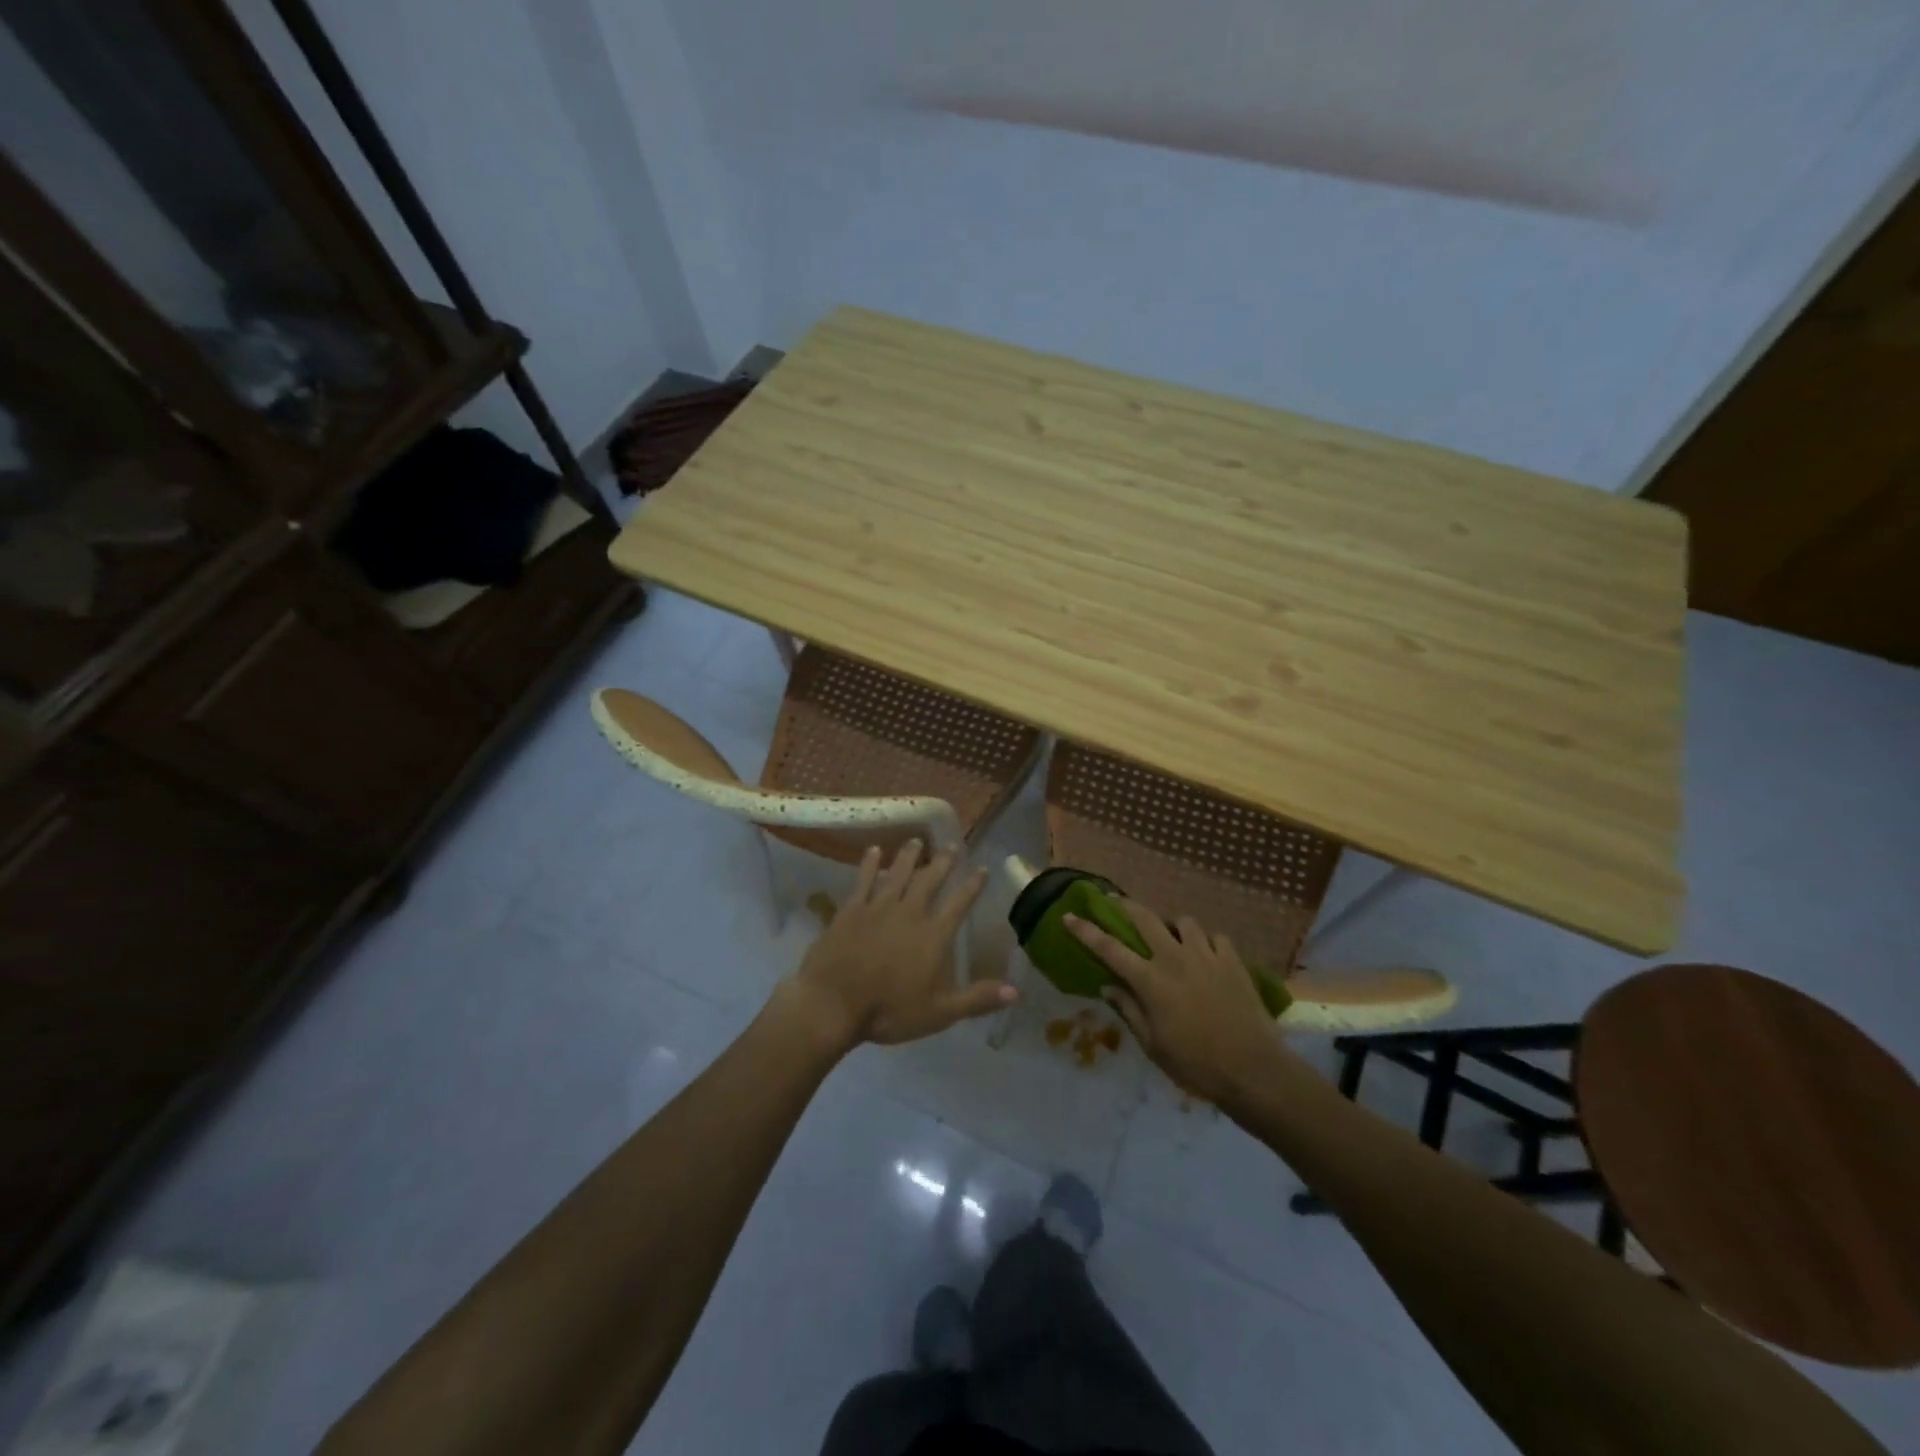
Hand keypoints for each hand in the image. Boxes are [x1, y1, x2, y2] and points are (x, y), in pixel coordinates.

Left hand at [779, 840, 1014, 1051]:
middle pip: (930, 880)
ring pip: (898, 873)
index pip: (959, 904)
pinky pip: (863, 880)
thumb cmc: (889, 1011)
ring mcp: (878, 907)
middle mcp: (910, 913)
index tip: (982, 868)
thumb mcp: (940, 1013)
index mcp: (933, 935)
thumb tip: (1016, 990)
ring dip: (909, 856)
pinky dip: (869, 864)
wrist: (833, 1003)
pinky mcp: (851, 909)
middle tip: (952, 846)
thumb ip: (977, 998)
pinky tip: (874, 851)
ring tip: (917, 841)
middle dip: (943, 863)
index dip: (973, 886)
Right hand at [1066, 906, 1285, 1106]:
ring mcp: (1206, 955)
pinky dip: (1207, 942)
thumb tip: (1107, 987)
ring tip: (1172, 937)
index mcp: (1150, 980)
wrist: (1254, 1069)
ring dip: (1172, 926)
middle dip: (1125, 906)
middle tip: (1115, 901)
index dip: (1085, 931)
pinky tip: (1207, 955)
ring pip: (1183, 922)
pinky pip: (1215, 937)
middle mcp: (1174, 958)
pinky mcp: (1233, 960)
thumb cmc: (1196, 1064)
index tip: (1069, 916)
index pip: (1109, 948)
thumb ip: (1129, 1011)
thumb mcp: (1153, 1045)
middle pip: (1145, 918)